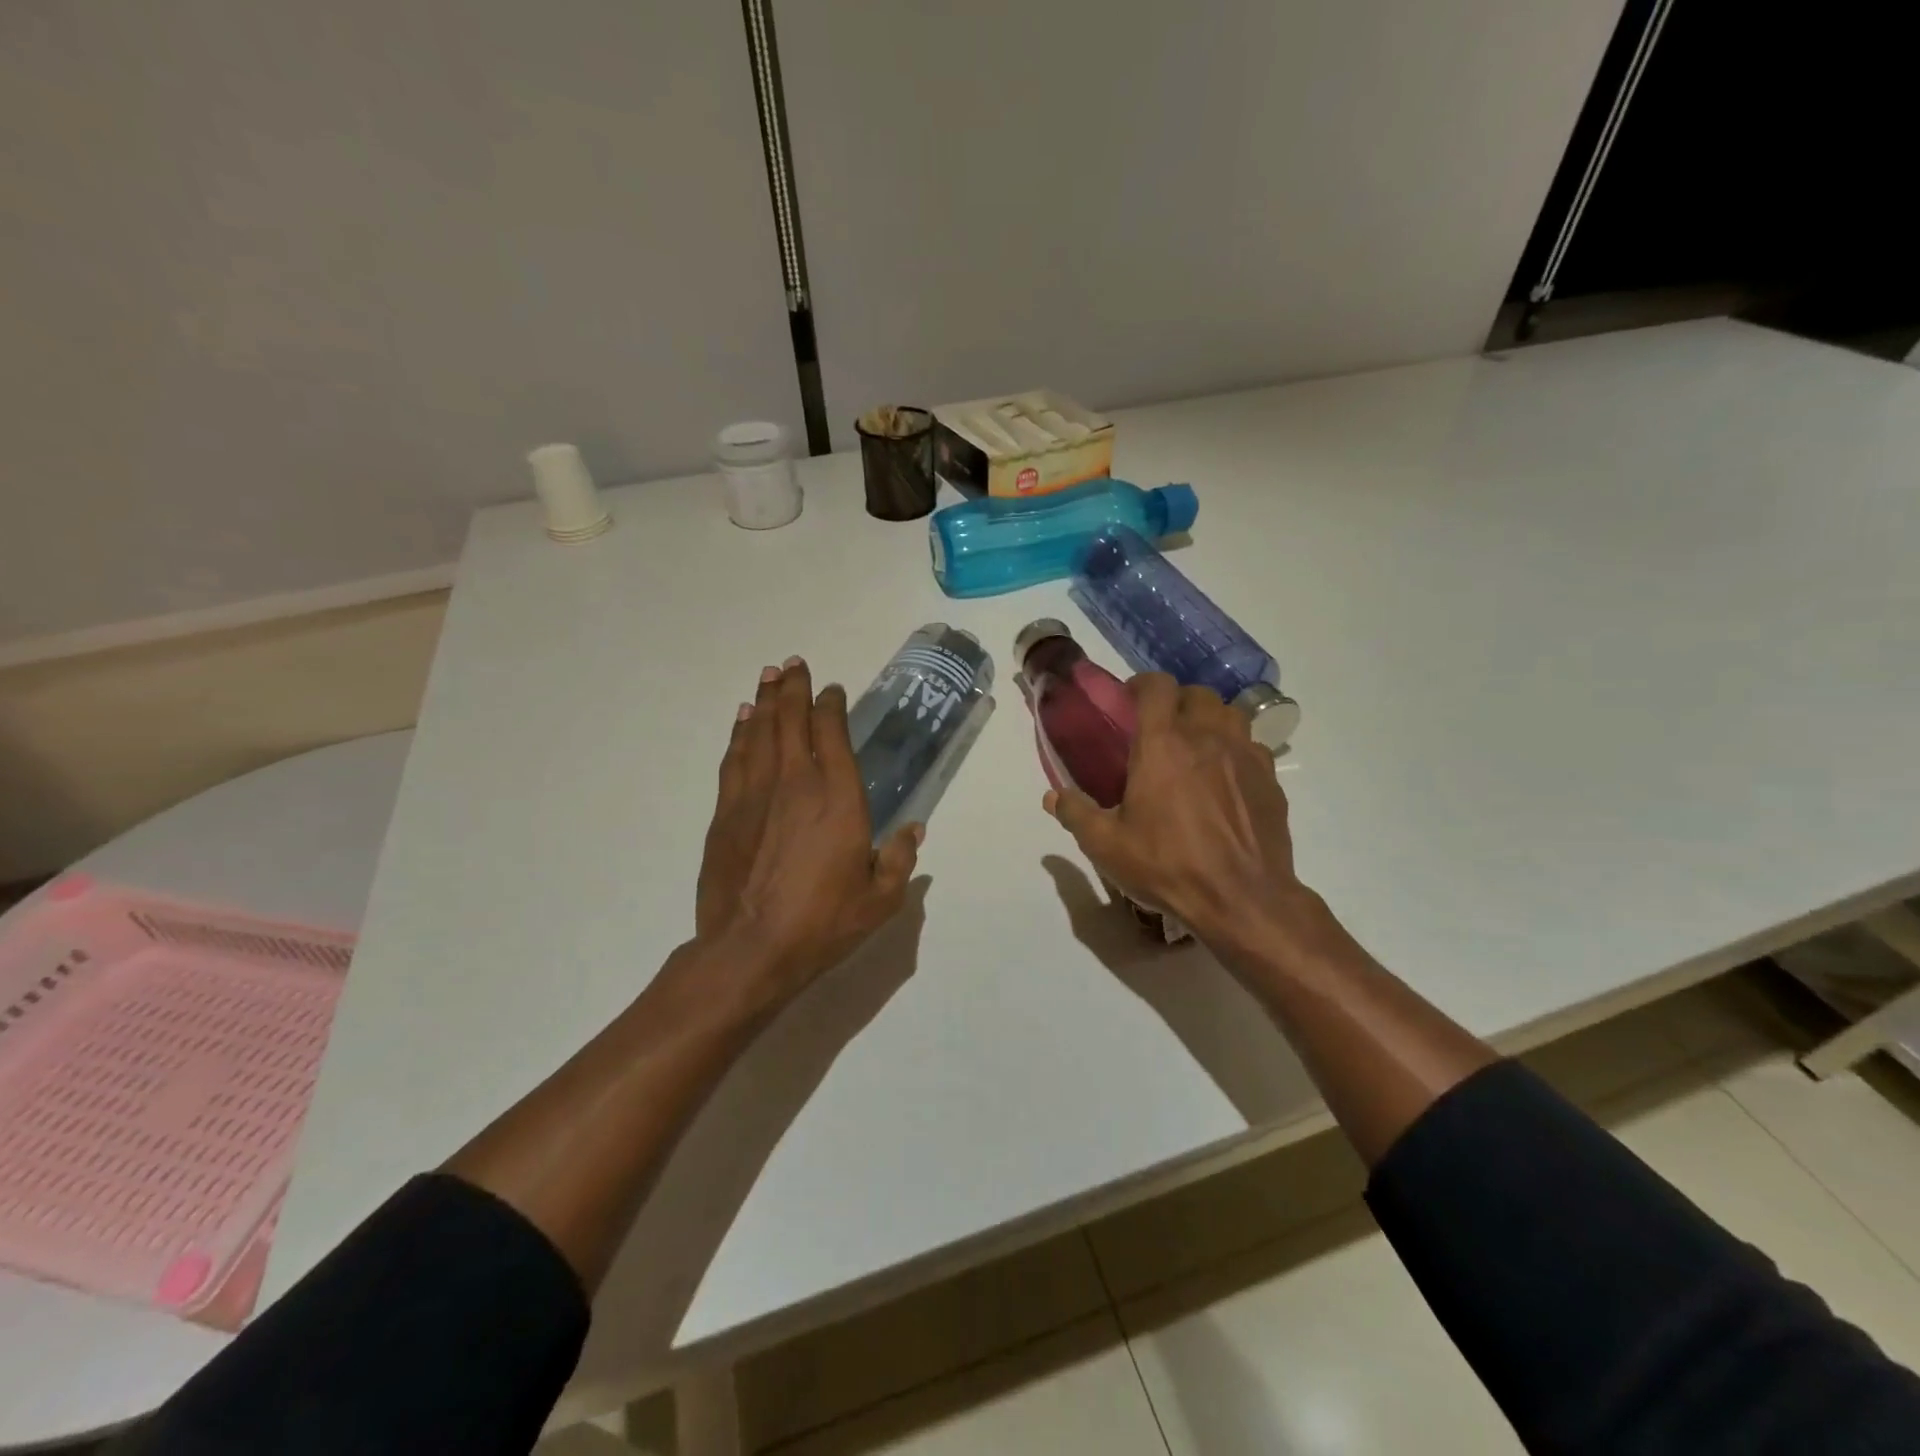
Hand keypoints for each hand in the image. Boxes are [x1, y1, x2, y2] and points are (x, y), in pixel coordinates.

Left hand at [695, 655, 920, 1002]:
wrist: (750, 950)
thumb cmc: (823, 923)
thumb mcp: (880, 899)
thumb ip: (900, 859)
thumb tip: (914, 829)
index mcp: (838, 799)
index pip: (832, 734)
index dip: (830, 706)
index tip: (831, 690)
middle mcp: (796, 784)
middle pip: (791, 722)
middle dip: (793, 689)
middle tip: (793, 663)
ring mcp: (755, 795)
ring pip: (759, 733)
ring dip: (765, 701)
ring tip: (769, 676)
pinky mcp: (726, 813)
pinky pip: (734, 759)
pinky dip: (740, 733)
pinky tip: (743, 720)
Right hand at [1045, 673, 1314, 958]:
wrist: (1241, 899)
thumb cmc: (1167, 865)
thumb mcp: (1107, 845)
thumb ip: (1075, 813)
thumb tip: (1052, 796)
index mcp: (1163, 744)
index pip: (1157, 685)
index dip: (1142, 684)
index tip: (1129, 700)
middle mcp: (1207, 737)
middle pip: (1197, 693)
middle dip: (1176, 701)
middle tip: (1160, 728)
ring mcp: (1245, 755)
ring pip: (1231, 713)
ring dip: (1210, 719)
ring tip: (1195, 745)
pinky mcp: (1270, 780)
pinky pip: (1253, 746)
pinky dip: (1236, 749)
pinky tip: (1225, 778)